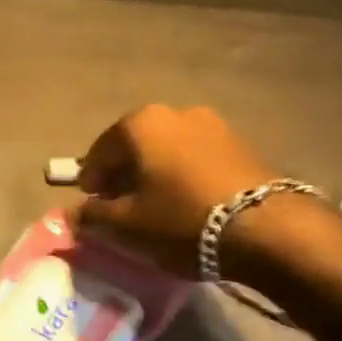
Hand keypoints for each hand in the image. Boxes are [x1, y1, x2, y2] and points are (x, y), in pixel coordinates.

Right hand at [75, 105, 279, 275]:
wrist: (267, 227)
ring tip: (158, 208)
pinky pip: (196, 157)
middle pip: (135, 146)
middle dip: (124, 175)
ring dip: (156, 174)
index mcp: (140, 124)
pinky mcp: (240, 143)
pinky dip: (184, 175)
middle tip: (121, 207)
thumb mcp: (128, 225)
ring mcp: (211, 124)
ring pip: (167, 150)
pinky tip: (189, 203)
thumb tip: (74, 213)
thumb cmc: (183, 219)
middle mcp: (174, 112)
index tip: (91, 205)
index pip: (99, 152)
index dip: (91, 181)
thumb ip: (94, 216)